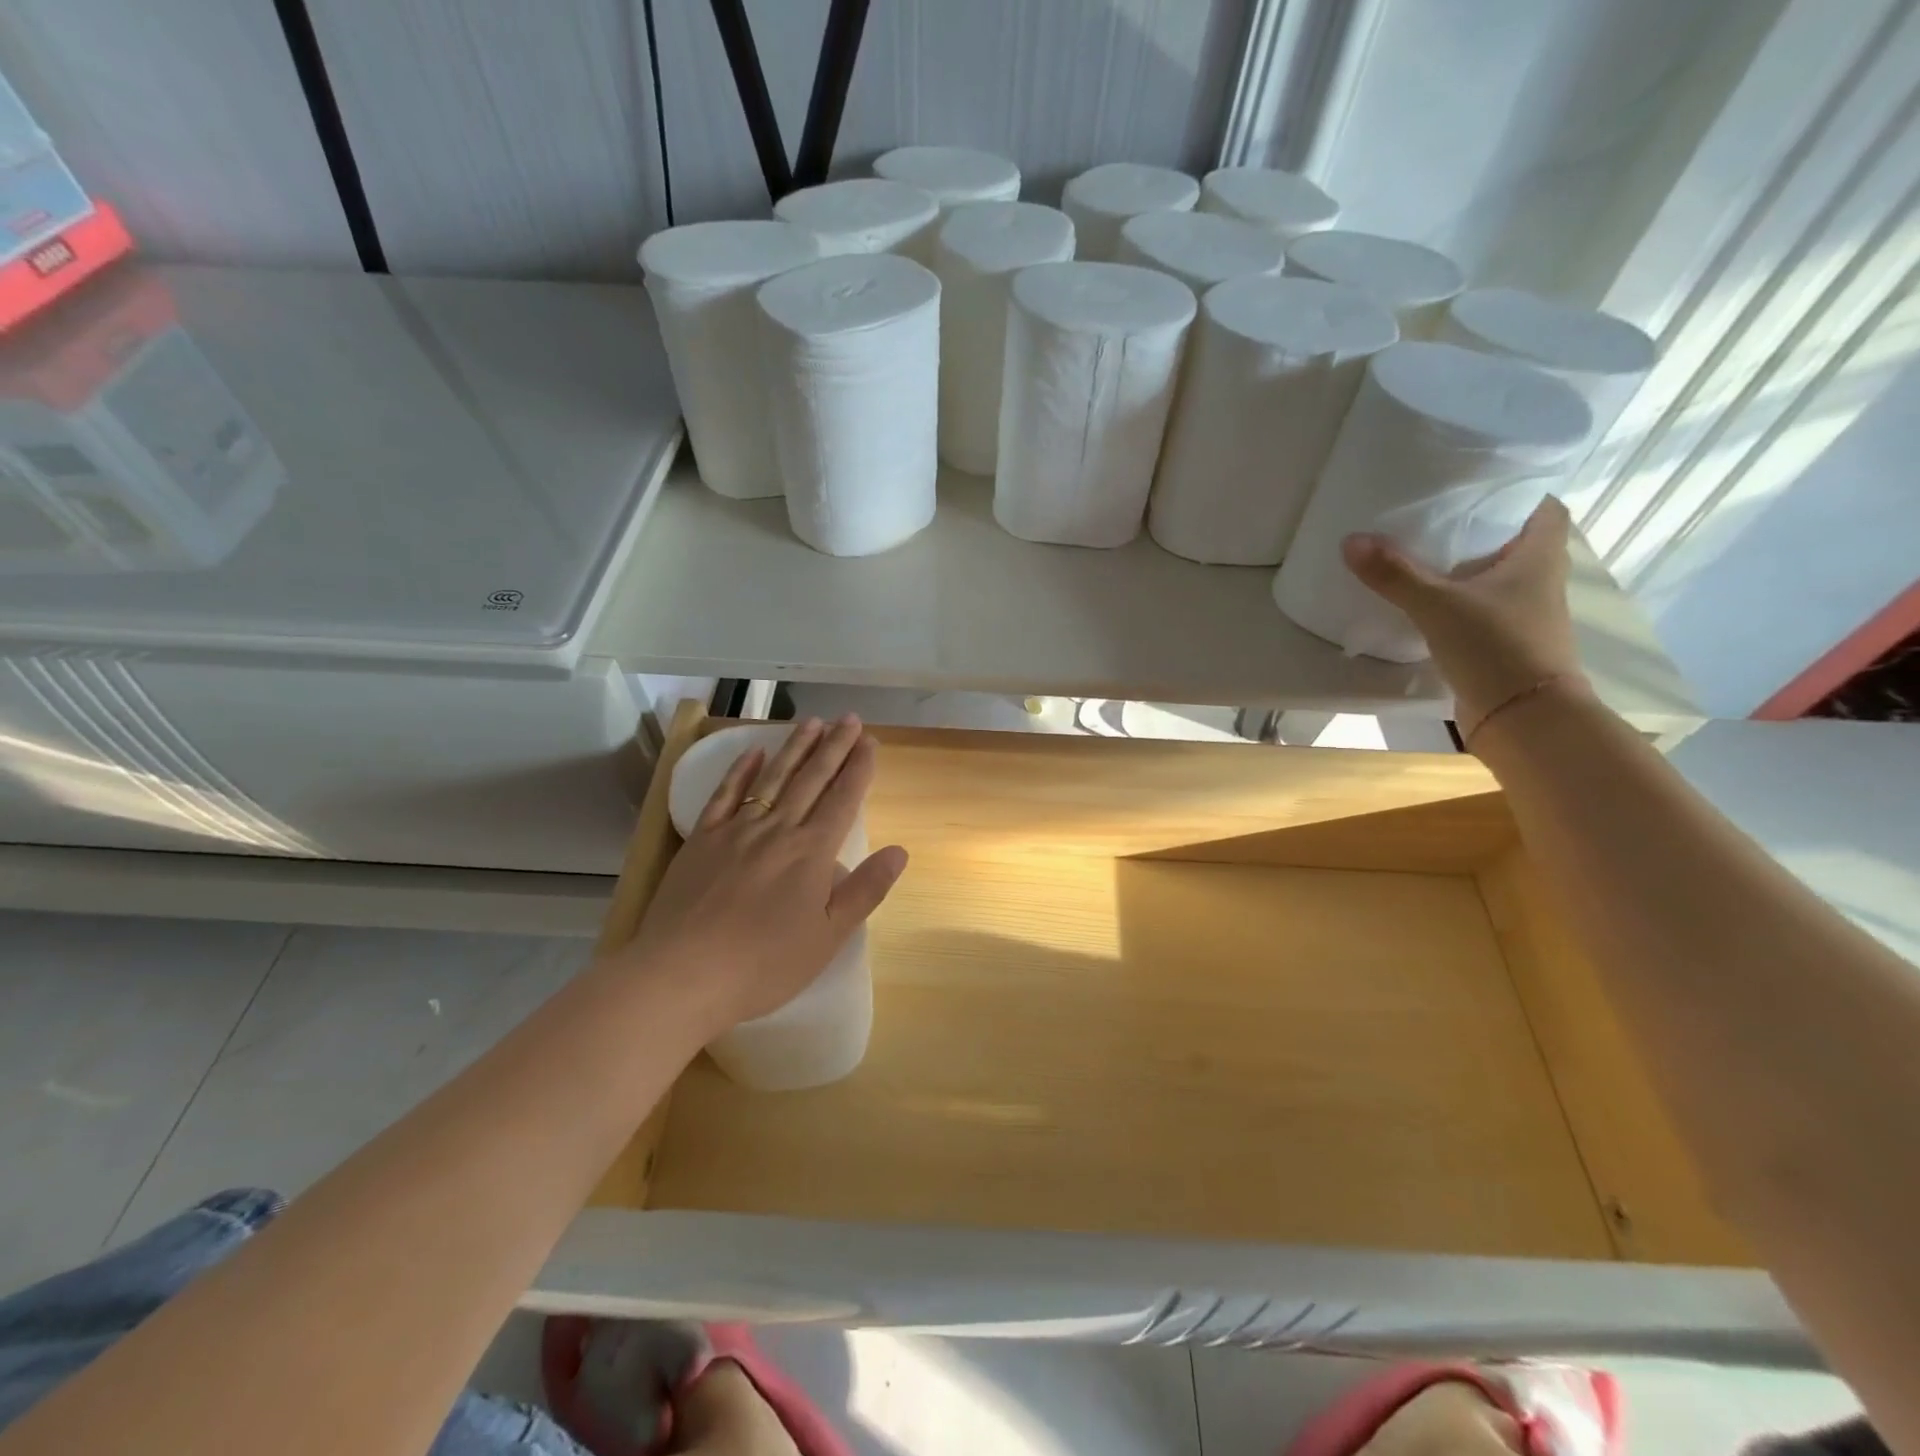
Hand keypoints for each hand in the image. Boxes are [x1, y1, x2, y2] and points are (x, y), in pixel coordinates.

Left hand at [625, 715, 907, 1037]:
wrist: (684, 975)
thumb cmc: (764, 964)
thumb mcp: (828, 936)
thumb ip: (865, 890)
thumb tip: (900, 851)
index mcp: (812, 852)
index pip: (843, 799)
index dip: (859, 768)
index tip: (869, 741)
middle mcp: (778, 830)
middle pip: (811, 779)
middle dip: (833, 747)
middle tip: (849, 718)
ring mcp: (736, 830)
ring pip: (773, 778)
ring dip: (795, 748)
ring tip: (812, 722)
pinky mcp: (702, 839)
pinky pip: (725, 795)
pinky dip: (741, 771)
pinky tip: (753, 752)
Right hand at [1341, 496, 1591, 738]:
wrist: (1523, 717)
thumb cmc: (1496, 647)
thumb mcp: (1438, 605)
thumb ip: (1395, 574)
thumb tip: (1351, 539)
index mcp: (1539, 556)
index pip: (1545, 508)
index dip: (1518, 493)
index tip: (1478, 486)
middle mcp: (1539, 580)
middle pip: (1516, 541)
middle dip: (1481, 528)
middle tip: (1435, 516)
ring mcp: (1523, 615)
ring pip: (1497, 577)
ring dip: (1467, 568)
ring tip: (1420, 555)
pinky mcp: (1503, 643)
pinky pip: (1479, 609)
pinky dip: (1457, 602)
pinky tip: (1424, 603)